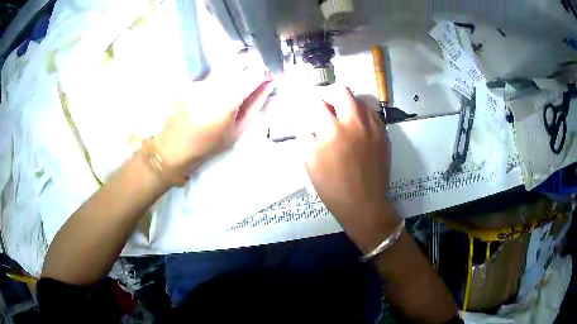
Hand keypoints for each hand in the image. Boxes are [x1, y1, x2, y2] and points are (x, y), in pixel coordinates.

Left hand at [153, 63, 273, 175]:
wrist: (176, 146)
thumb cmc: (210, 144)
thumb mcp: (238, 130)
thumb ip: (255, 105)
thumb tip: (269, 85)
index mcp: (228, 100)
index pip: (255, 72)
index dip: (266, 73)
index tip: (269, 80)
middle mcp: (214, 84)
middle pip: (241, 60)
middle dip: (253, 66)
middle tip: (254, 80)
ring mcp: (201, 81)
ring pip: (227, 64)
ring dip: (237, 70)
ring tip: (236, 87)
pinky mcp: (192, 81)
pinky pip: (213, 72)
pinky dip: (222, 77)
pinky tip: (216, 93)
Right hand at [299, 85, 399, 249]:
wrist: (364, 203)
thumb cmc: (332, 187)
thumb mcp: (309, 162)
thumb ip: (304, 135)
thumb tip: (304, 119)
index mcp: (332, 131)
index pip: (316, 103)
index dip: (307, 102)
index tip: (305, 106)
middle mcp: (354, 122)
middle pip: (341, 91)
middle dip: (328, 93)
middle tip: (324, 104)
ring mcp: (372, 127)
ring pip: (359, 99)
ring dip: (347, 103)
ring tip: (341, 115)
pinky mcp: (384, 134)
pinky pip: (372, 114)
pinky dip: (362, 114)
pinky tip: (357, 126)